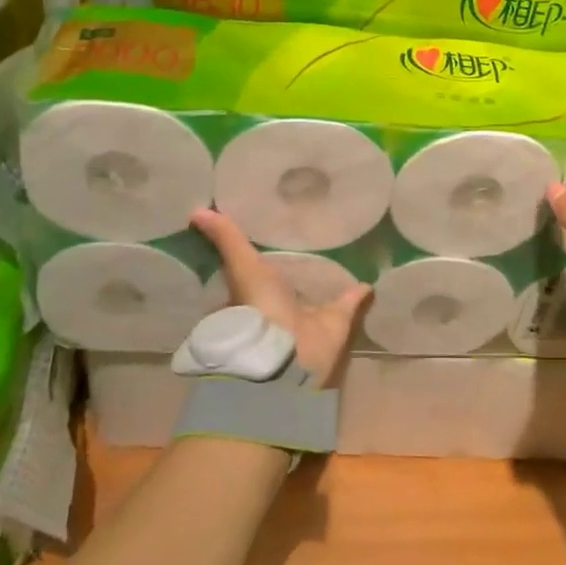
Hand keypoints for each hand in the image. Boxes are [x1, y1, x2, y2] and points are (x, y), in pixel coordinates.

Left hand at [191, 208, 368, 386]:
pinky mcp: (337, 321)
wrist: (285, 353)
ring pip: (319, 294)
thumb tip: (196, 210)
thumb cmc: (258, 308)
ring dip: (329, 281)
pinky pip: (350, 303)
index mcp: (256, 294)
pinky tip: (369, 279)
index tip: (271, 235)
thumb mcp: (242, 267)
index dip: (261, 257)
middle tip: (311, 241)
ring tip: (342, 254)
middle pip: (289, 283)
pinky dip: (360, 293)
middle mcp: (281, 305)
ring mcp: (310, 315)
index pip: (255, 272)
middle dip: (296, 270)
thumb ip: (227, 240)